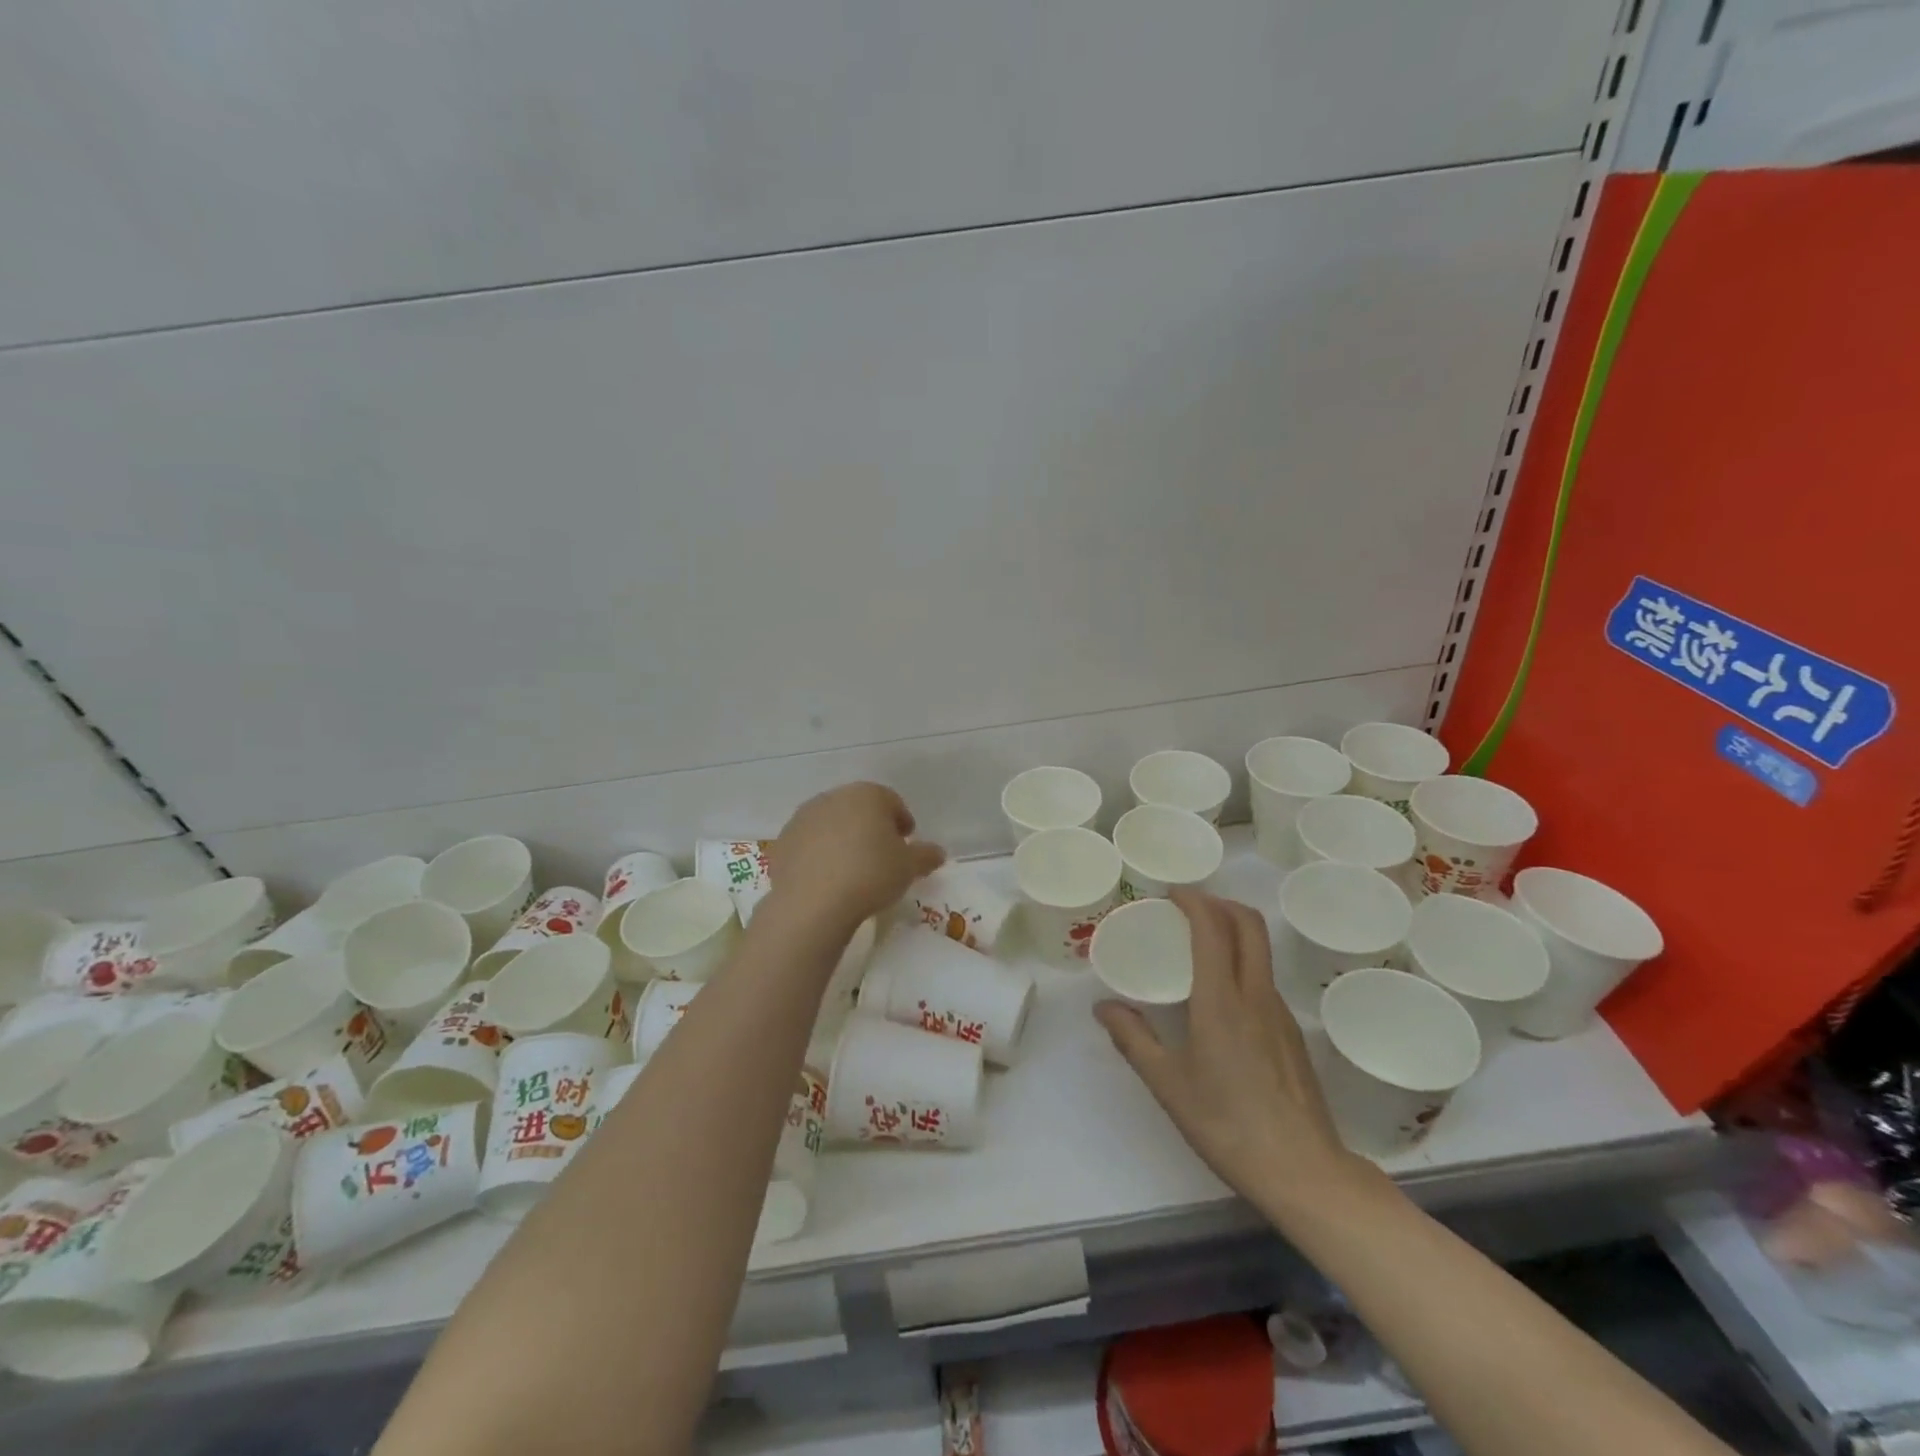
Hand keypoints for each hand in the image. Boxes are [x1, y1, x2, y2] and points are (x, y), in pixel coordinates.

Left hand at [767, 783, 945, 930]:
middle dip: (871, 827)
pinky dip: (819, 854)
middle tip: (881, 855)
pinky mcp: (782, 841)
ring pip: (831, 824)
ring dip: (843, 839)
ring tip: (852, 869)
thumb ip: (926, 856)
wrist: (813, 903)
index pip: (891, 801)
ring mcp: (803, 818)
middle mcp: (833, 798)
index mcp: (867, 795)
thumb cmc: (870, 875)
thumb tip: (937, 852)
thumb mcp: (909, 868)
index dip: (902, 821)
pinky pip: (809, 844)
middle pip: (859, 809)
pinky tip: (827, 878)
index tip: (907, 843)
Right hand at [1095, 888, 1359, 1211]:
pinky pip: (1265, 979)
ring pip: (1260, 950)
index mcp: (1221, 999)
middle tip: (1187, 909)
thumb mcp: (1167, 1084)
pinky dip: (1242, 963)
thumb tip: (1103, 1007)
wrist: (1304, 1172)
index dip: (1193, 900)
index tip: (1170, 894)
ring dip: (1233, 930)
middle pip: (1248, 924)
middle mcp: (1256, 994)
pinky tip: (1221, 997)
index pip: (1213, 927)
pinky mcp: (1293, 1034)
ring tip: (1199, 946)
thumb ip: (1133, 1039)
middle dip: (1219, 903)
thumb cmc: (1227, 1124)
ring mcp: (1281, 1013)